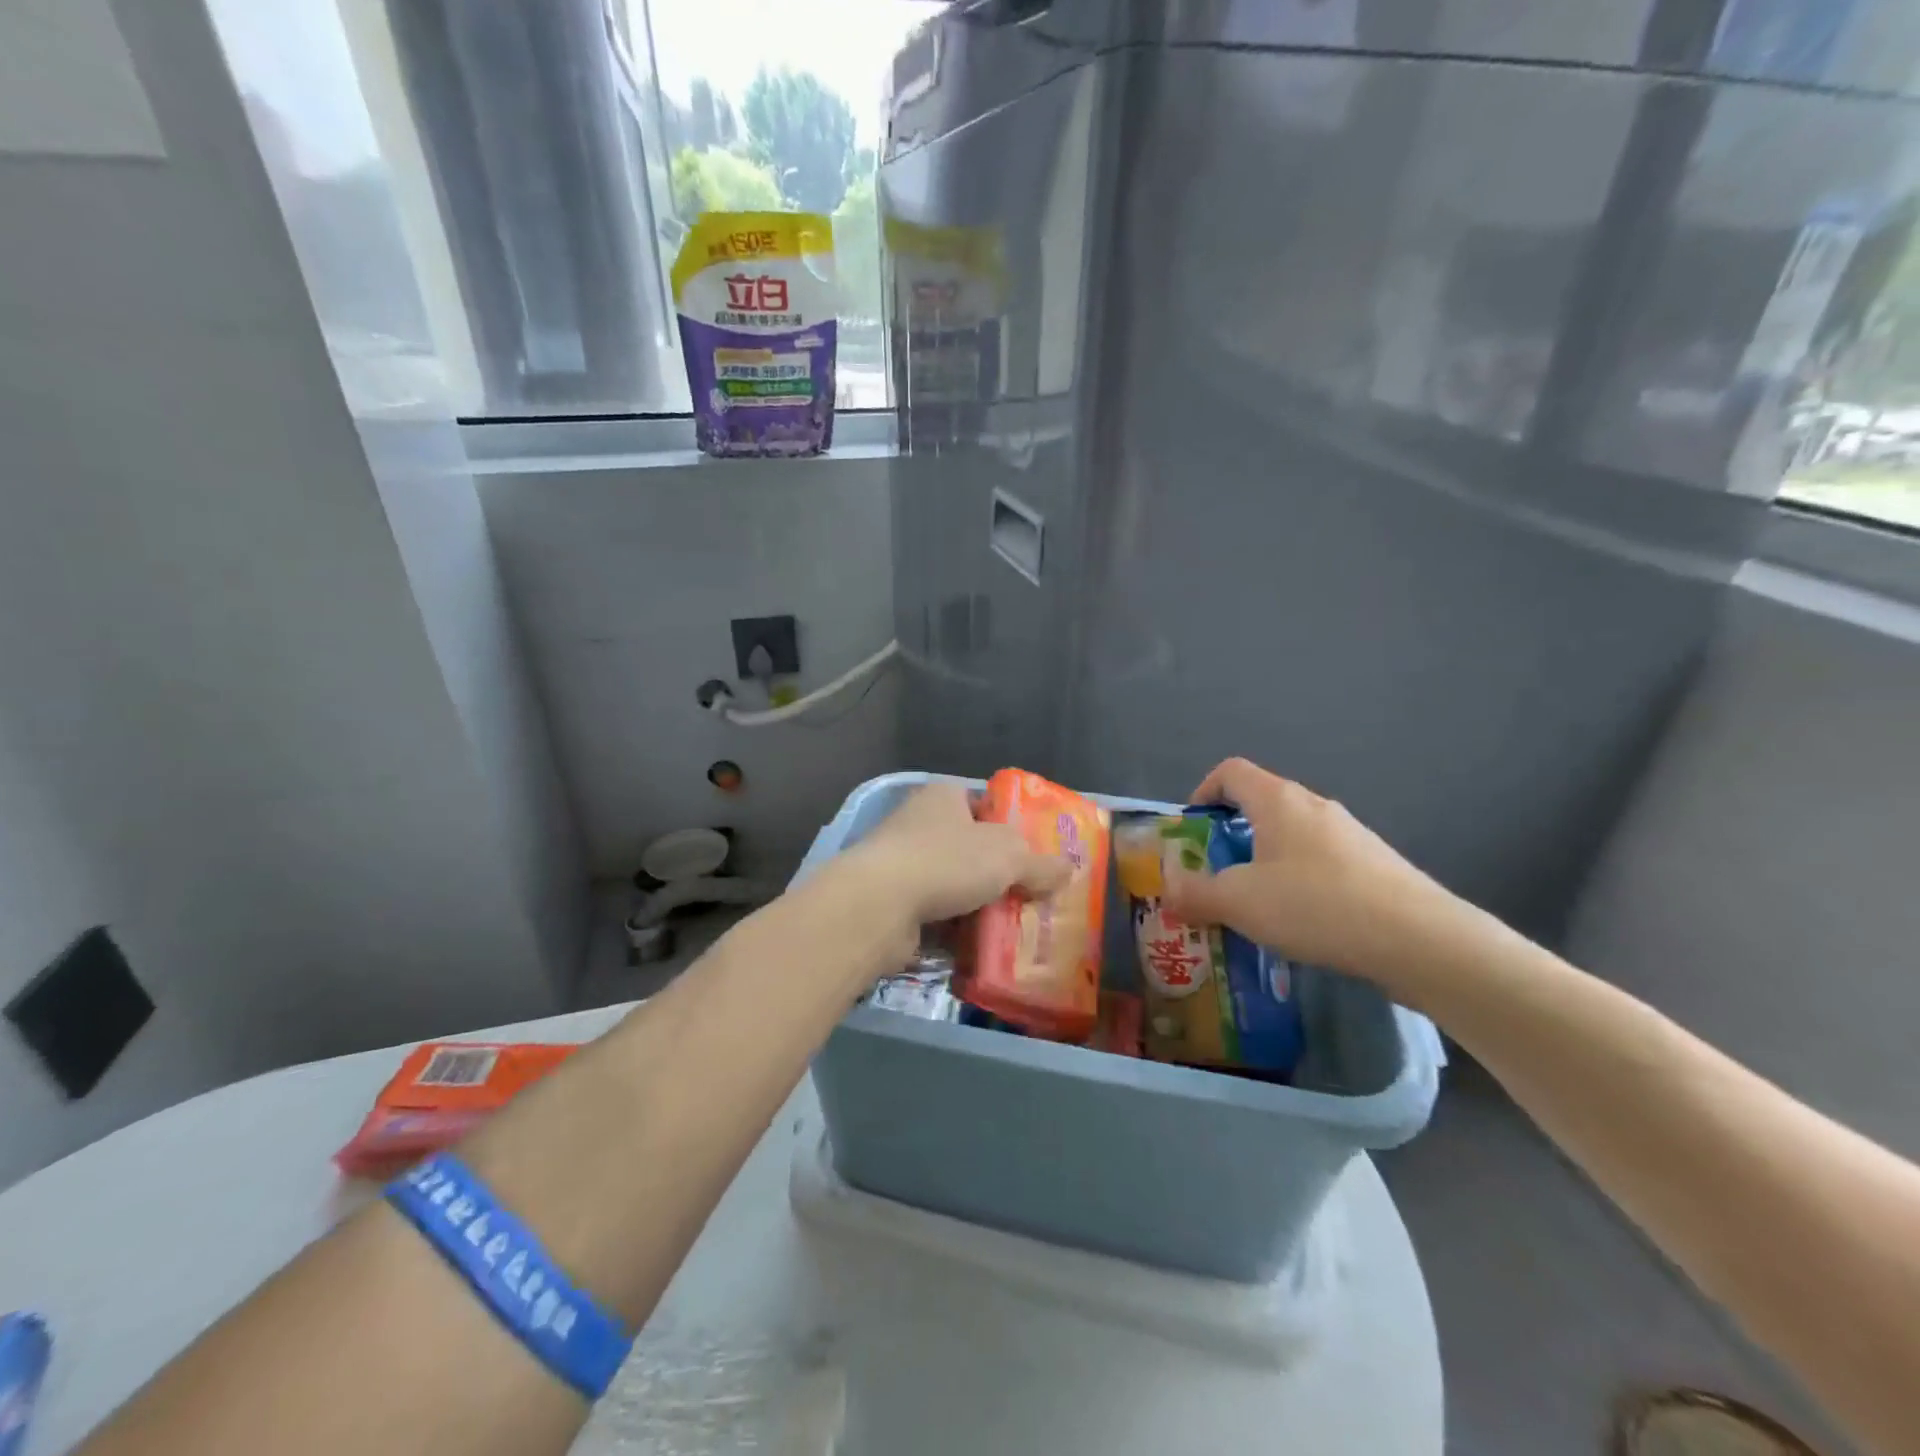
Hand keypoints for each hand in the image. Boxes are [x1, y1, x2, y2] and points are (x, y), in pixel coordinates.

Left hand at [842, 782, 1072, 927]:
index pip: (984, 806)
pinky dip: (954, 929)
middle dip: (998, 874)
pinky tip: (979, 947)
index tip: (1034, 857)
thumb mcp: (1009, 856)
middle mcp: (919, 823)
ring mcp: (901, 863)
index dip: (1011, 828)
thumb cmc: (946, 861)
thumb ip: (1041, 863)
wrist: (878, 905)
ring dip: (976, 905)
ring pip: (953, 884)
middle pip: (970, 848)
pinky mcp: (891, 901)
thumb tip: (1068, 869)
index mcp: (943, 797)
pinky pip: (934, 913)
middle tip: (1030, 897)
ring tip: (1011, 928)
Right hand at [1163, 758, 1457, 982]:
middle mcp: (1314, 806)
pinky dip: (1299, 882)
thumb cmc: (1316, 905)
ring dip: (1264, 862)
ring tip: (1255, 907)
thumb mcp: (1239, 903)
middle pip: (1260, 805)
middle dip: (1229, 836)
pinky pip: (1321, 862)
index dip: (1203, 792)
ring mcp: (1350, 834)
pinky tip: (1302, 923)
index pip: (1230, 771)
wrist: (1420, 939)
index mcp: (1277, 800)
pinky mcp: (1374, 865)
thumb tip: (1168, 888)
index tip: (1192, 830)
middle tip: (1215, 876)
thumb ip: (1195, 893)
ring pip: (1291, 836)